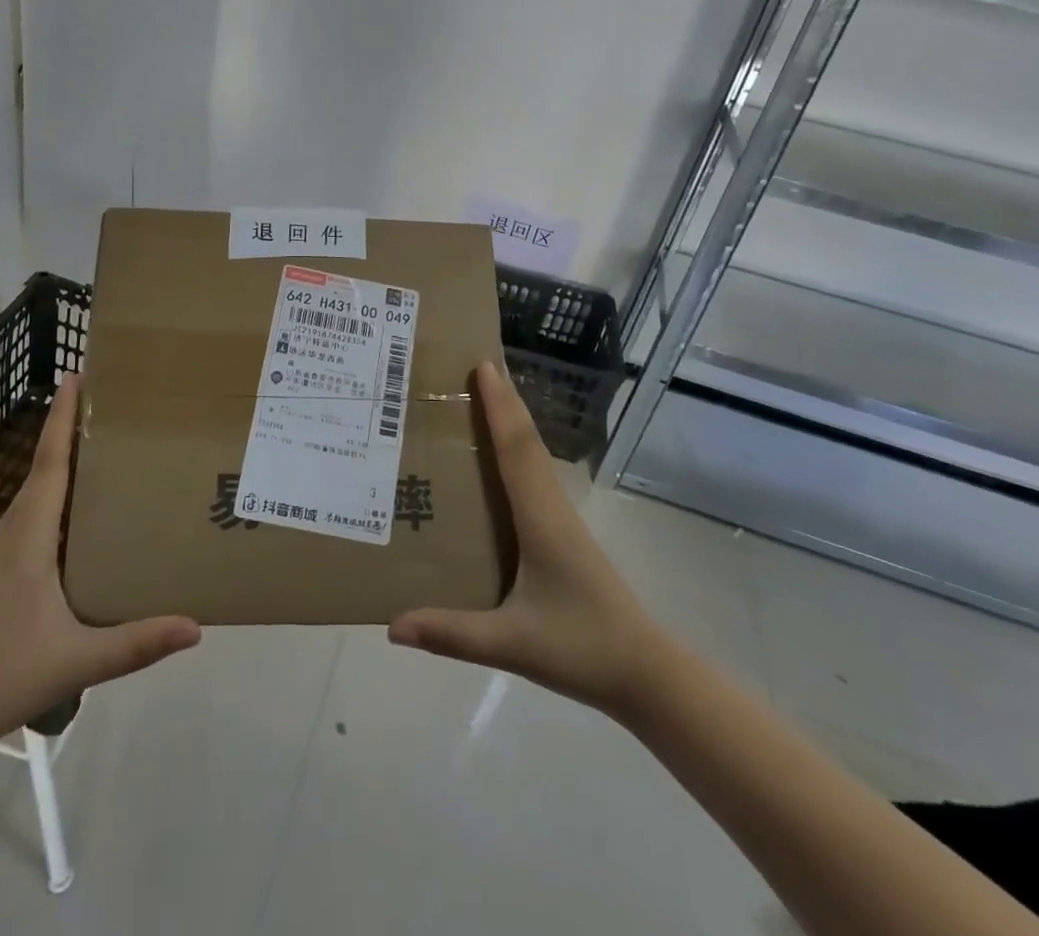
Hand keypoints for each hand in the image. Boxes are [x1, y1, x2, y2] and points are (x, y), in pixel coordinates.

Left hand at [0, 375, 200, 763]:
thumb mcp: (74, 661)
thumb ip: (135, 643)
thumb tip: (196, 626)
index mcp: (27, 537)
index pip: (49, 463)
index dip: (61, 418)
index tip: (75, 375)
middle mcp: (7, 535)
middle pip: (43, 471)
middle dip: (71, 435)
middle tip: (112, 412)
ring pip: (33, 500)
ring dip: (61, 470)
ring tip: (103, 461)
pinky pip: (27, 523)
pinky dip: (52, 505)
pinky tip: (73, 528)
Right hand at [388, 361, 652, 715]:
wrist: (646, 673)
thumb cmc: (582, 648)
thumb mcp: (512, 644)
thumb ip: (452, 634)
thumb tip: (392, 626)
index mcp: (541, 520)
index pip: (517, 449)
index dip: (500, 406)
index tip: (482, 366)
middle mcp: (552, 508)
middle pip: (526, 441)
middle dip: (504, 400)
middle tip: (475, 365)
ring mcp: (561, 519)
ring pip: (533, 456)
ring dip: (511, 421)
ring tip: (481, 399)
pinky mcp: (563, 534)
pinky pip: (533, 477)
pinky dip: (516, 449)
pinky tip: (498, 459)